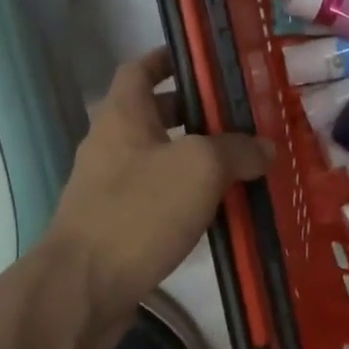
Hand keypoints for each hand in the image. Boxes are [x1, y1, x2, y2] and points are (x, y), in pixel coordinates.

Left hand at [44, 49, 273, 348]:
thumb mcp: (200, 168)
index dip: (169, 58)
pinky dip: (186, 196)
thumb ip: (237, 150)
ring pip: (159, 158)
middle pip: (155, 114)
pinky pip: (157, 197)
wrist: (83, 290)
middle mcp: (111, 143)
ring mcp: (109, 186)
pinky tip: (219, 212)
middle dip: (196, 113)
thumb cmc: (139, 211)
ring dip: (195, 158)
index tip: (204, 62)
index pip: (140, 68)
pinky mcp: (115, 224)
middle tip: (240, 118)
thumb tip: (265, 148)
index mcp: (123, 115)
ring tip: (240, 164)